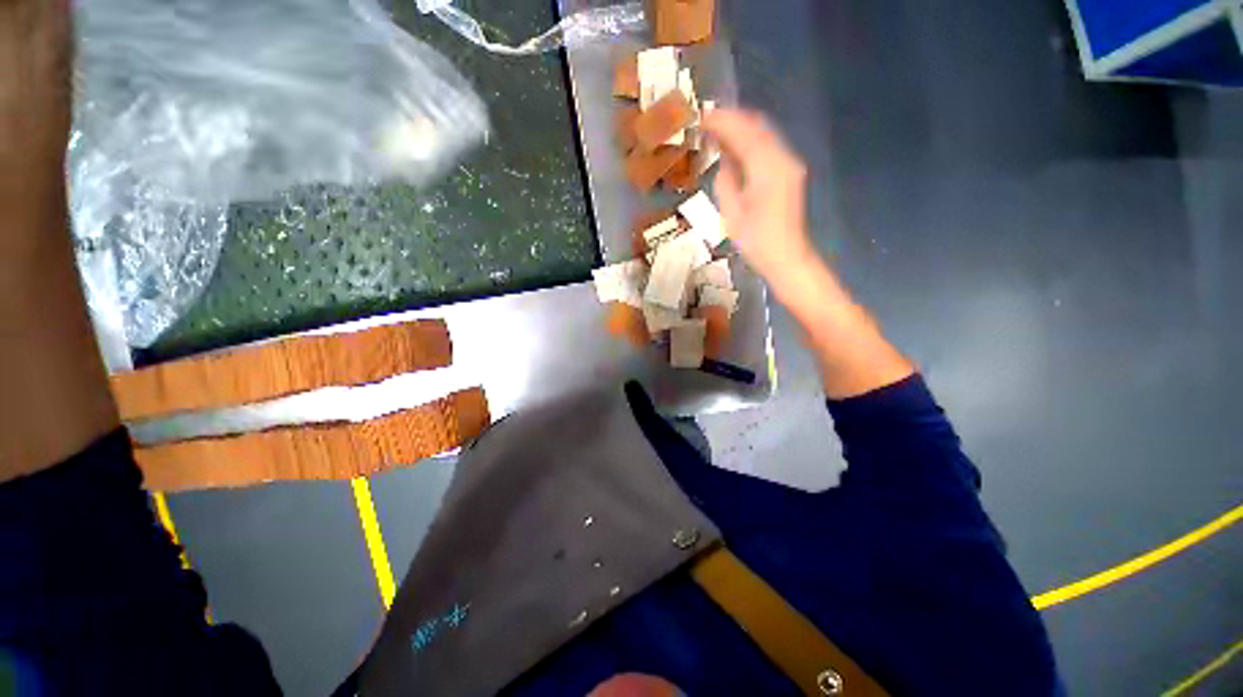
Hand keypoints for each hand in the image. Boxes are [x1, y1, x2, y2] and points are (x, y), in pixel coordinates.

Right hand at [700, 109, 818, 291]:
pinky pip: (769, 147)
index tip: (701, 116)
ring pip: (765, 134)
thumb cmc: (756, 241)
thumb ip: (726, 180)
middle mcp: (782, 158)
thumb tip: (725, 161)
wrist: (786, 257)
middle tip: (708, 121)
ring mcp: (789, 164)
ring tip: (718, 132)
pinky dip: (751, 142)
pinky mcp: (790, 173)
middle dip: (733, 119)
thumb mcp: (732, 212)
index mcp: (767, 167)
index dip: (722, 121)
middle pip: (758, 126)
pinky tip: (736, 149)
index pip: (743, 132)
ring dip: (742, 129)